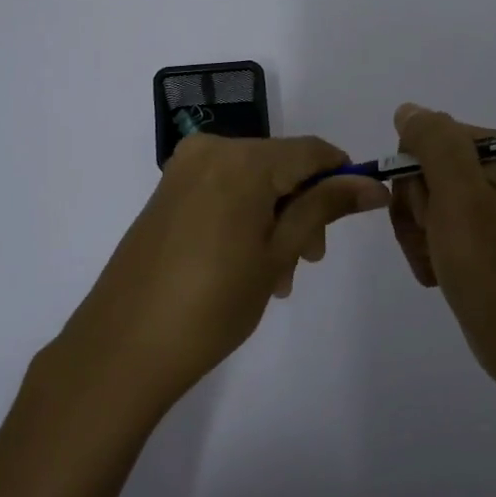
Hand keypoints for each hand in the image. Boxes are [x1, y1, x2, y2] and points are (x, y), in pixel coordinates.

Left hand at [60, 134, 388, 410]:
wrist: (123, 346)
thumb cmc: (214, 303)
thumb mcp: (279, 253)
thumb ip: (324, 207)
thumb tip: (372, 184)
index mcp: (243, 159)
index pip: (312, 150)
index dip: (342, 176)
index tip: (361, 210)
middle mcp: (211, 150)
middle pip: (281, 164)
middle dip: (304, 206)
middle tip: (309, 261)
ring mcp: (184, 169)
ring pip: (253, 180)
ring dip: (276, 217)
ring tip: (276, 276)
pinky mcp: (167, 192)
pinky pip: (224, 190)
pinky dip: (246, 216)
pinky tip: (246, 264)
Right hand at [388, 103, 495, 387]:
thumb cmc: (493, 267)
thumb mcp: (460, 196)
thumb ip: (434, 143)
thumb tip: (408, 110)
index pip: (427, 137)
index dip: (415, 175)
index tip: (432, 210)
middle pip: (422, 171)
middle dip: (416, 209)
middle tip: (438, 239)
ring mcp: (487, 208)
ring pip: (421, 203)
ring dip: (417, 235)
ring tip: (438, 262)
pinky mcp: (479, 238)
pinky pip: (432, 230)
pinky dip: (427, 252)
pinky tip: (440, 274)